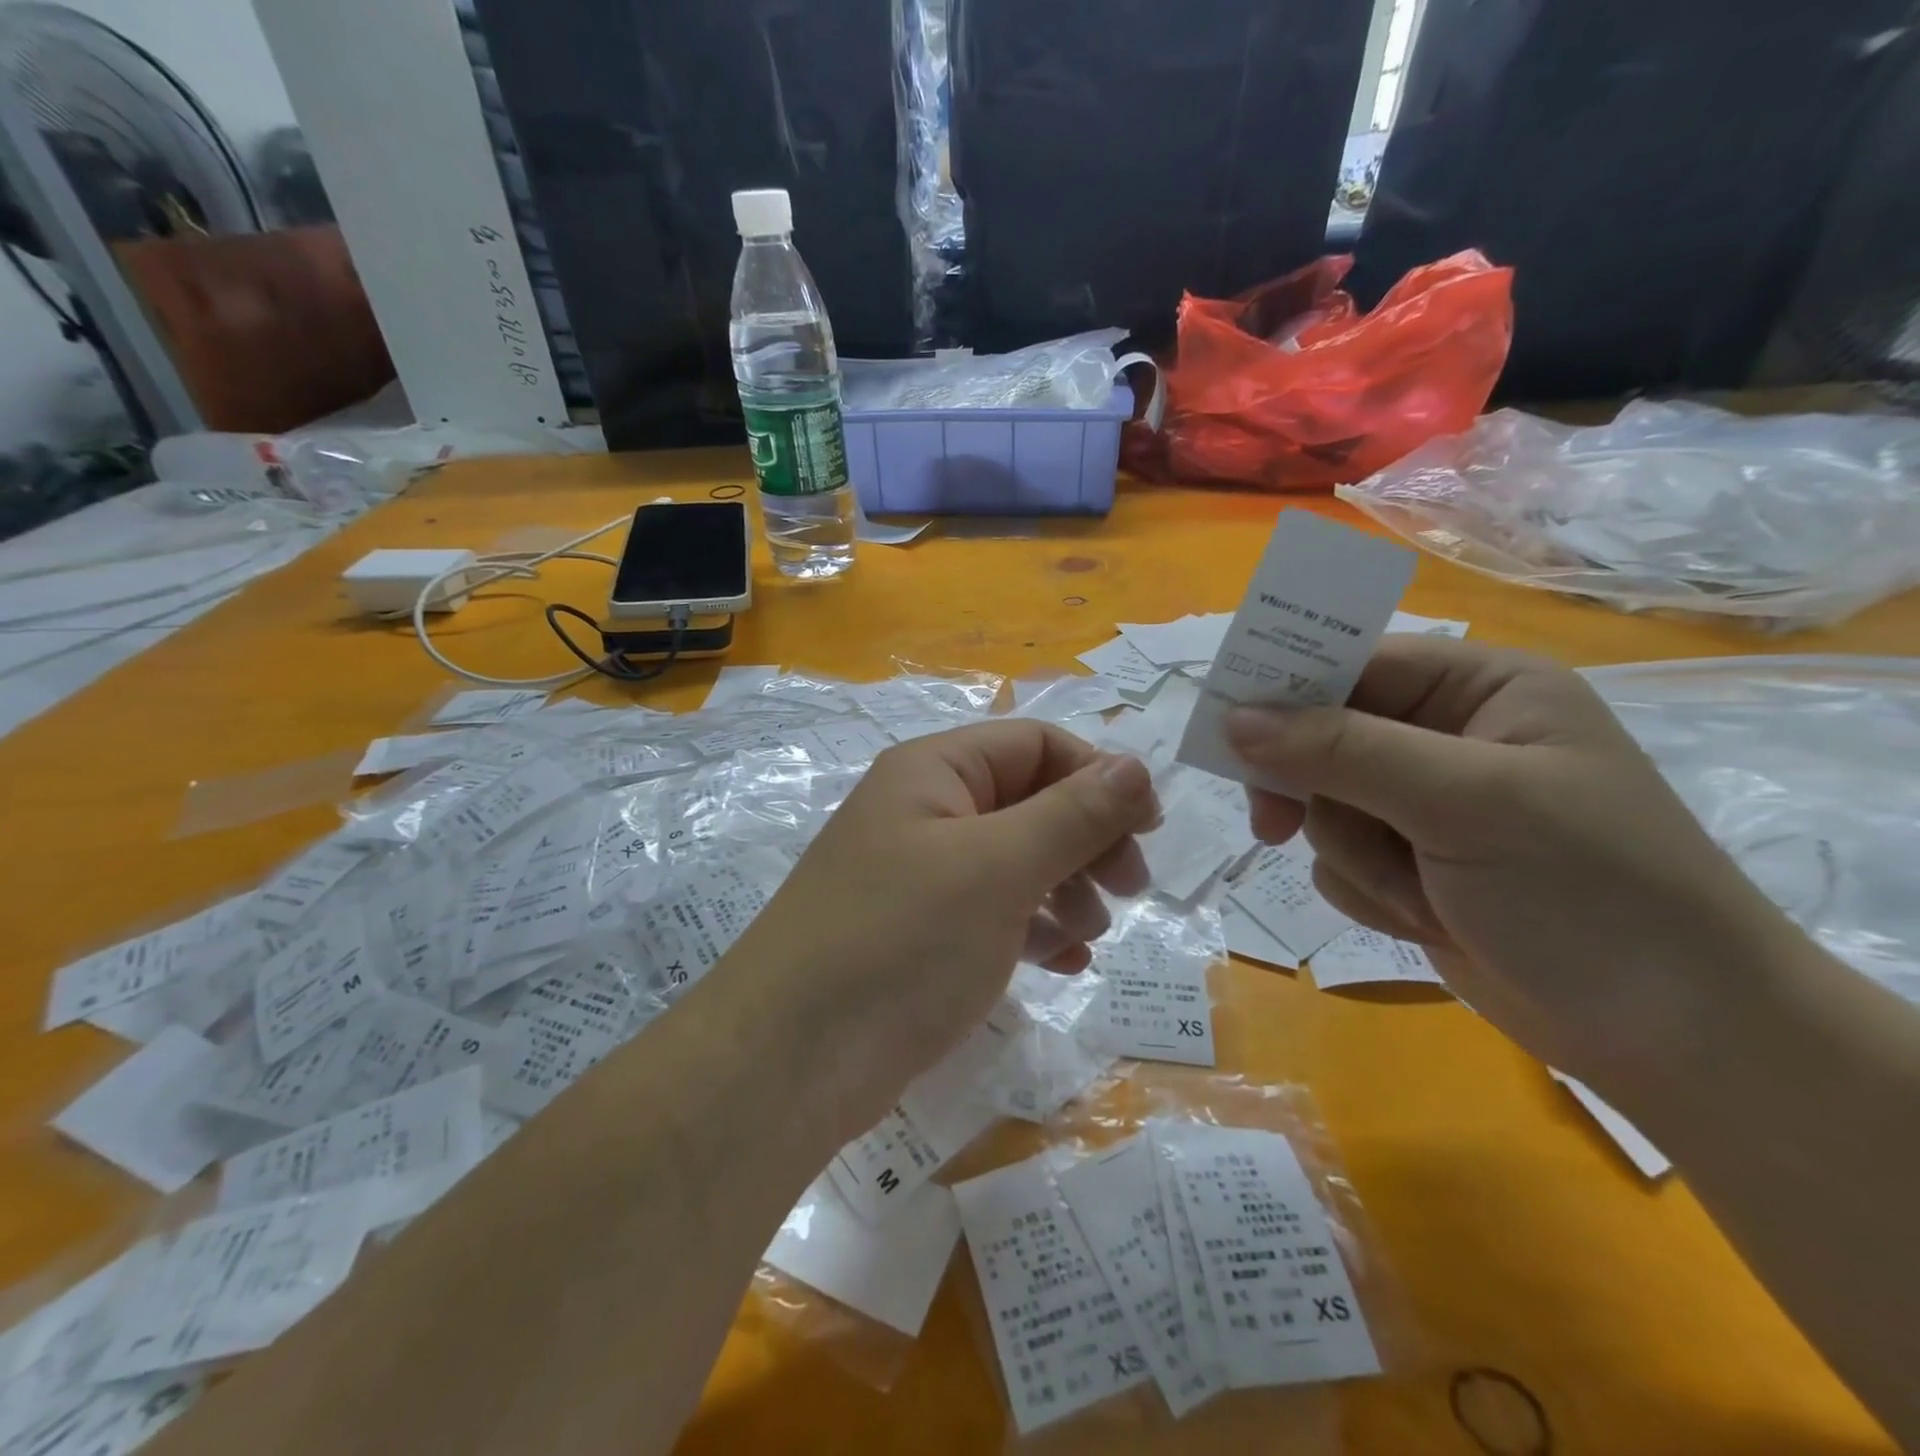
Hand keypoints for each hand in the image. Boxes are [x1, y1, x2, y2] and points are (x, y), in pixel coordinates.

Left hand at [723, 720, 1156, 1137]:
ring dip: (1065, 887)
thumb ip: (1072, 813)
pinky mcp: (920, 932)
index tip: (1149, 829)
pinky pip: (994, 911)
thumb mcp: (997, 868)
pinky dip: (1034, 927)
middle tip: (1129, 888)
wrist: (790, 1060)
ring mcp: (920, 874)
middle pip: (1029, 801)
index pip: (1035, 744)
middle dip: (1086, 838)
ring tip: (1090, 934)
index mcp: (934, 772)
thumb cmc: (901, 941)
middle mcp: (925, 811)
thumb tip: (1135, 766)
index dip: (1097, 776)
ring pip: (1016, 859)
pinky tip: (1064, 962)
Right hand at [1225, 637, 1799, 1085]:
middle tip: (1275, 824)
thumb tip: (1235, 720)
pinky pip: (1337, 857)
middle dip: (1314, 790)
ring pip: (1323, 805)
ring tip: (1419, 891)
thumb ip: (1345, 751)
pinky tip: (1421, 916)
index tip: (1227, 728)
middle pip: (1323, 737)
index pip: (1354, 663)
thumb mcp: (1467, 803)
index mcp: (1481, 689)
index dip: (1286, 689)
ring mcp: (1426, 806)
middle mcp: (1448, 738)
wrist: (1674, 1039)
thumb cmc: (1590, 890)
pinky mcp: (1411, 864)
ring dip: (1354, 853)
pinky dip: (1366, 889)